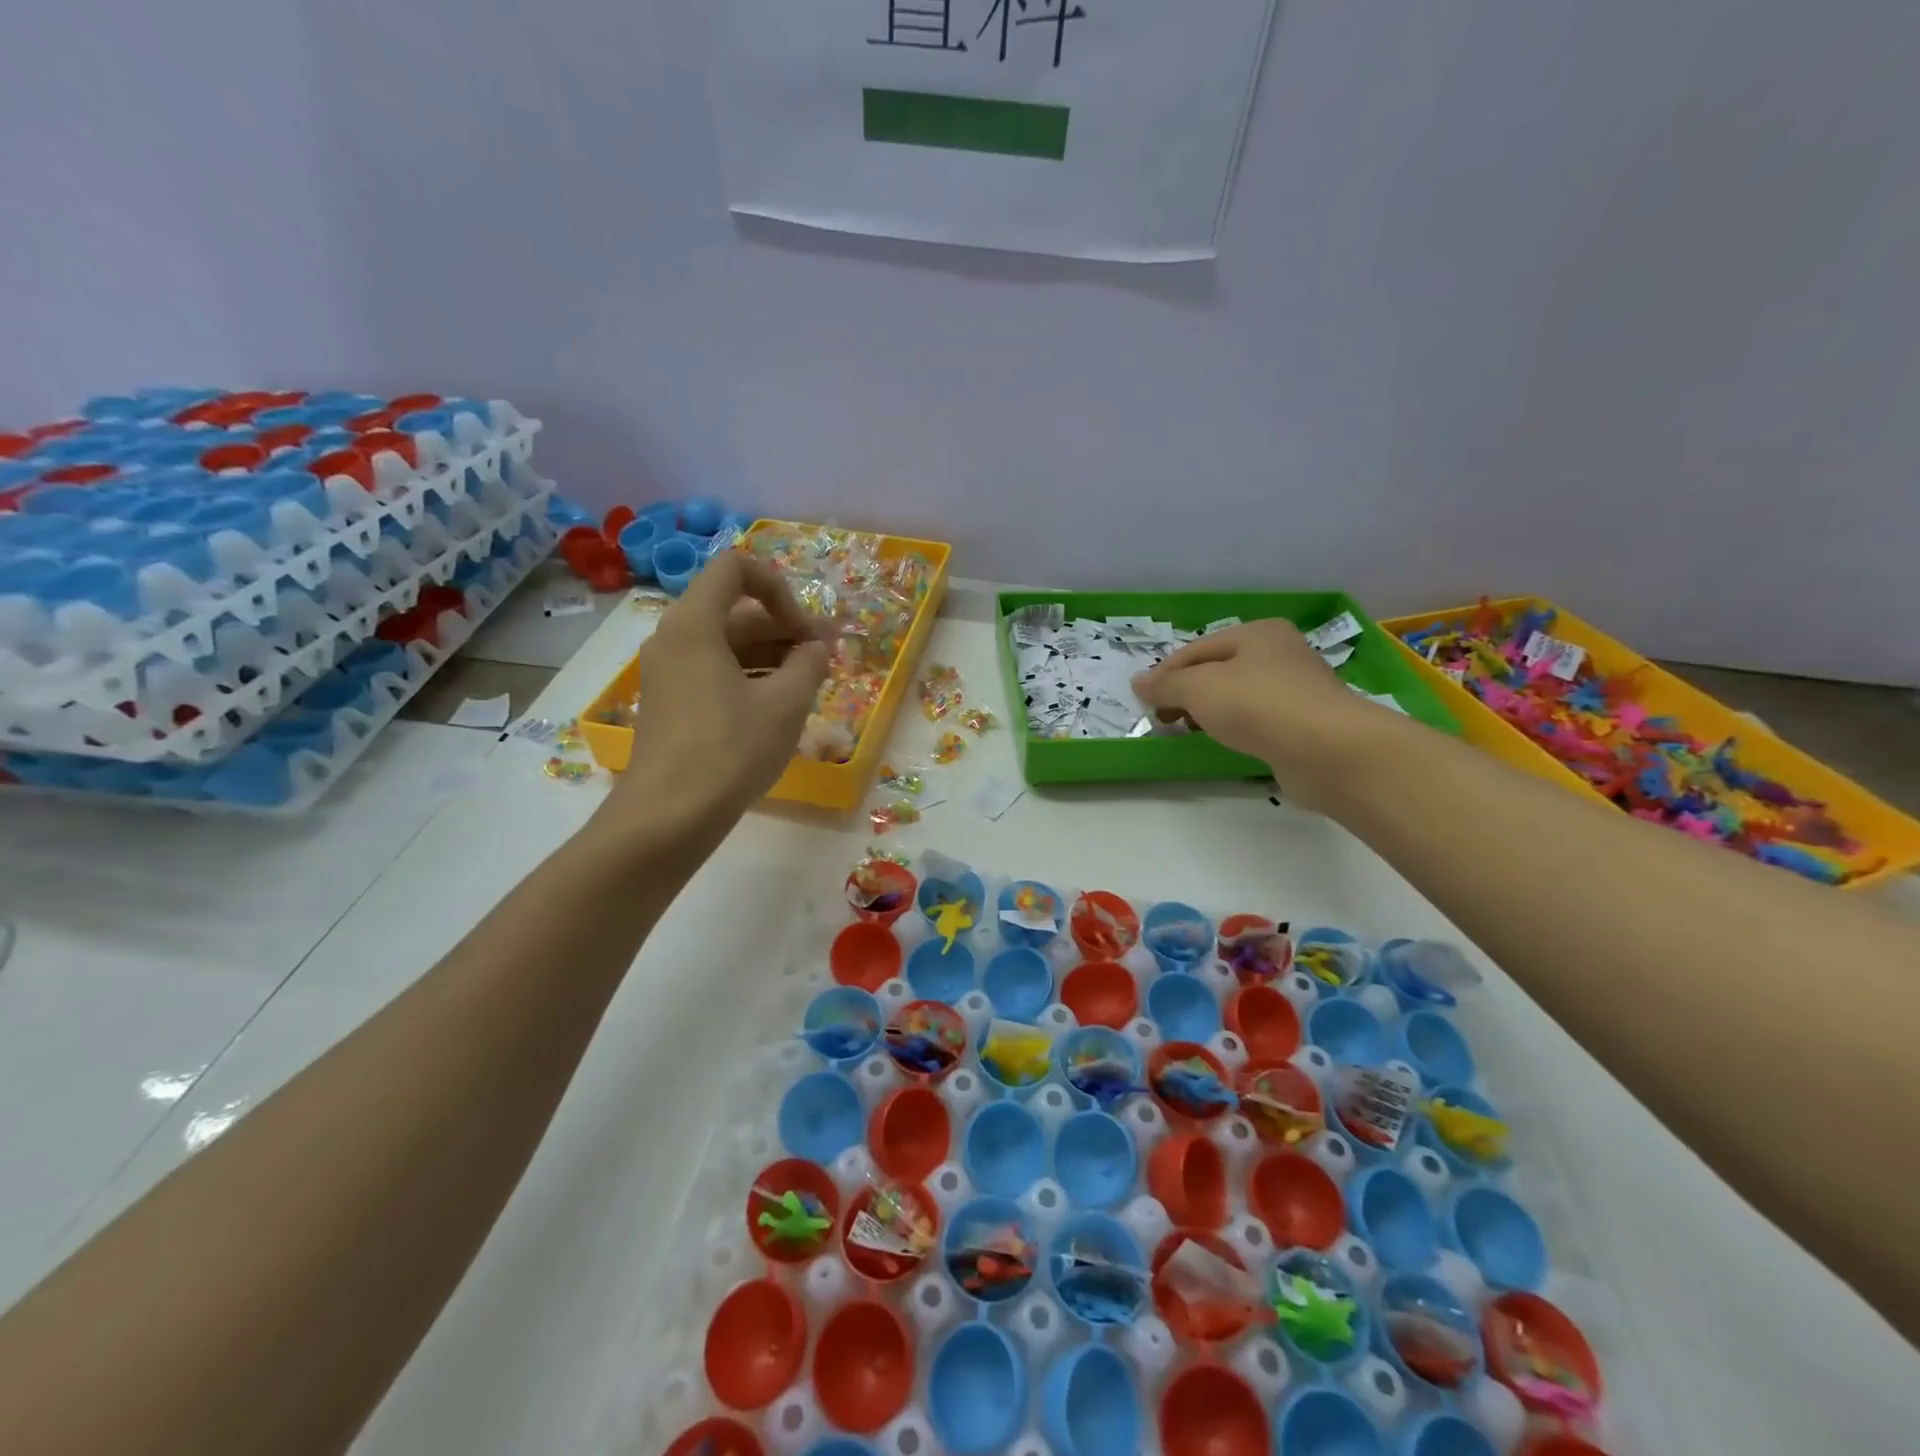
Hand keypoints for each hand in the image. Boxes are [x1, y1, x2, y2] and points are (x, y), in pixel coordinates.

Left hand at [610, 550, 829, 829]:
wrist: (669, 817)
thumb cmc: (730, 751)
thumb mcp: (785, 704)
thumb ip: (809, 664)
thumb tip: (817, 648)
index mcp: (695, 624)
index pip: (736, 568)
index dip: (779, 588)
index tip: (804, 630)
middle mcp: (674, 637)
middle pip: (734, 608)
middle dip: (784, 626)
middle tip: (824, 657)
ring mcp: (668, 671)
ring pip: (727, 642)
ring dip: (771, 652)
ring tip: (810, 682)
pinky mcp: (670, 701)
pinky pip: (714, 669)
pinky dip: (749, 674)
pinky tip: (780, 704)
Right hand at [1131, 619, 1385, 804]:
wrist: (1329, 750)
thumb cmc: (1258, 705)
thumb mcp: (1199, 688)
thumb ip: (1166, 684)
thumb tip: (1138, 682)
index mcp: (1257, 633)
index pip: (1196, 649)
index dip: (1164, 673)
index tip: (1143, 701)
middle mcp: (1280, 653)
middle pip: (1217, 670)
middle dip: (1186, 692)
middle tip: (1163, 718)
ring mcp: (1296, 688)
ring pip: (1237, 695)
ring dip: (1209, 711)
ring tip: (1187, 731)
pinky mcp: (1304, 723)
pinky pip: (1257, 719)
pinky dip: (1235, 727)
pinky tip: (1225, 741)